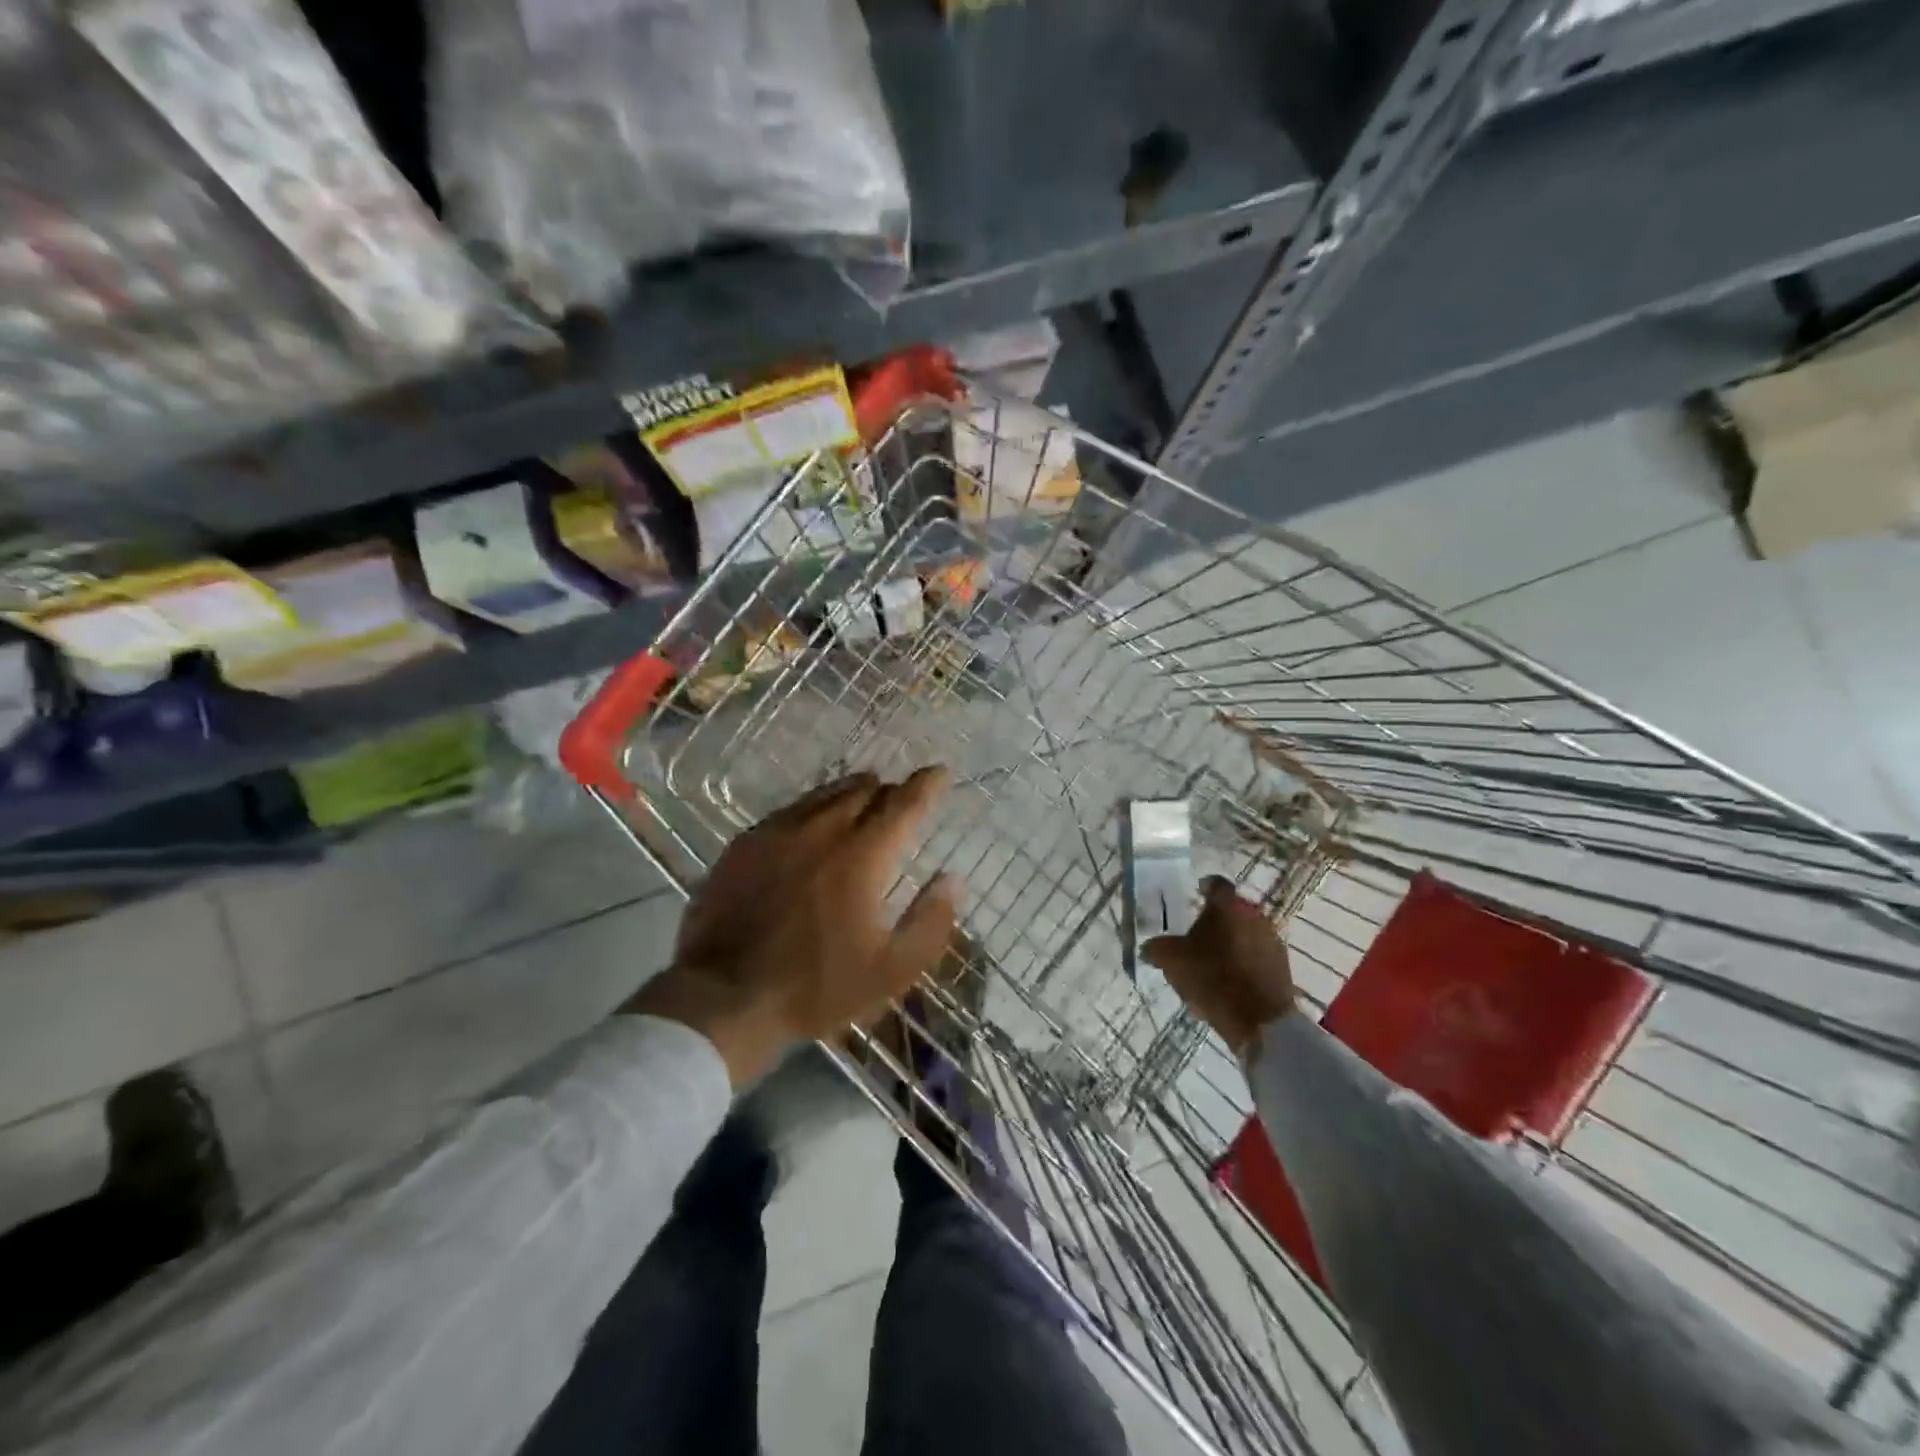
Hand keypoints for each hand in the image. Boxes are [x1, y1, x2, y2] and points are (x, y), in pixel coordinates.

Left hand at [627, 768, 957, 1086]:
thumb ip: (930, 922)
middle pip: (863, 791)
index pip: (903, 804)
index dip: (926, 785)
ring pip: (824, 795)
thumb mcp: (890, 971)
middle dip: (887, 790)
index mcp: (862, 856)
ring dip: (850, 793)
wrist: (723, 998)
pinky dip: (812, 808)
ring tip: (861, 798)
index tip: (938, 772)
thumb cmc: (815, 987)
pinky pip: (789, 810)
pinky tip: (810, 823)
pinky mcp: (745, 844)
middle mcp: (822, 830)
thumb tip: (952, 879)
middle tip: (898, 799)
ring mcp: (778, 833)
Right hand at [1143, 876, 1295, 1055]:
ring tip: (1215, 959)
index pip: (1215, 884)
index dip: (1204, 887)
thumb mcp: (1172, 961)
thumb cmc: (1212, 979)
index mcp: (1227, 906)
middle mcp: (1253, 914)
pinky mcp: (1283, 964)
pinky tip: (1231, 978)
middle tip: (1199, 933)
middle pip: (1232, 909)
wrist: (1260, 1021)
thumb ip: (1156, 948)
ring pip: (1247, 930)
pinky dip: (1245, 959)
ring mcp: (1272, 939)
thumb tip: (1149, 947)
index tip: (1196, 894)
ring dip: (1232, 939)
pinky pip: (1258, 953)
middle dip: (1217, 918)